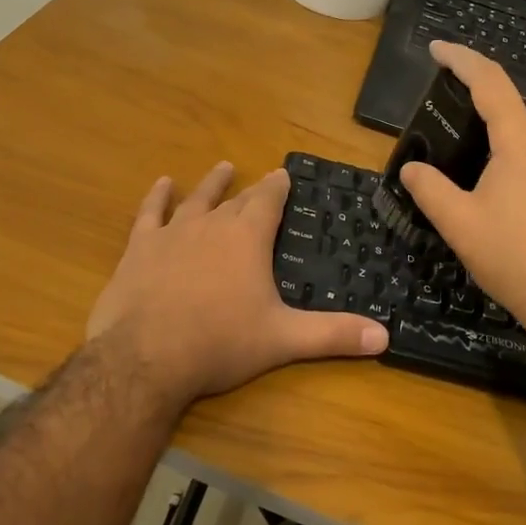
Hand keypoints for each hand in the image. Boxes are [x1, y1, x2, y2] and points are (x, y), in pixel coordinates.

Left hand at [85, 162, 387, 409]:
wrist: (146, 356)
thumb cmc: (220, 343)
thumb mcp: (283, 339)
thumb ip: (332, 334)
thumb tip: (385, 336)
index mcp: (247, 238)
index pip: (268, 200)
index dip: (278, 186)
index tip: (284, 173)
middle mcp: (212, 225)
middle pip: (236, 200)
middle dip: (252, 190)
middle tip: (262, 178)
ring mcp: (172, 233)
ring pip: (197, 199)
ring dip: (212, 184)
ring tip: (223, 167)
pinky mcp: (140, 248)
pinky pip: (150, 213)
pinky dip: (157, 197)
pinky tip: (162, 184)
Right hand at [400, 41, 525, 345]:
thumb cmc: (514, 258)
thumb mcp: (458, 223)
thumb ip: (428, 188)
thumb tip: (411, 168)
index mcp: (522, 142)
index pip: (490, 82)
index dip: (461, 59)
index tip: (436, 49)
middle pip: (506, 107)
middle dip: (471, 100)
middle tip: (436, 111)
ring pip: (521, 134)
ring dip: (489, 132)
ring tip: (456, 150)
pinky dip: (506, 153)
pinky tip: (489, 180)